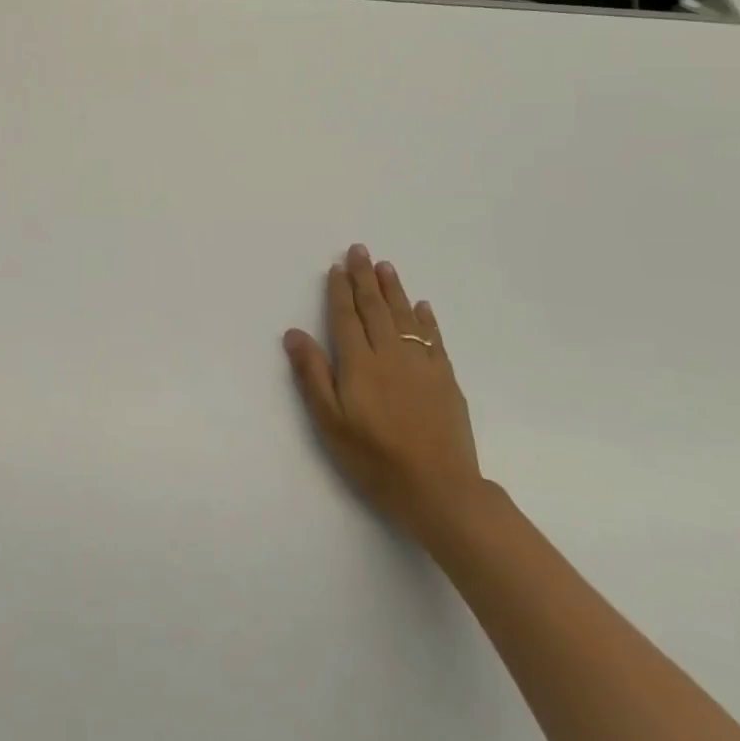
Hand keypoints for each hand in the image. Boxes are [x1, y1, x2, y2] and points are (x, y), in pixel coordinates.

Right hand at [284, 245, 483, 539]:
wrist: (440, 490)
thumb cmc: (375, 459)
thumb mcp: (330, 422)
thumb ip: (312, 375)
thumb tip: (294, 333)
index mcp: (359, 363)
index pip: (346, 316)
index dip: (340, 290)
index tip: (337, 267)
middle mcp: (390, 354)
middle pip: (374, 307)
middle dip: (365, 277)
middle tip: (360, 250)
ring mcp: (421, 364)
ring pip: (404, 316)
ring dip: (393, 289)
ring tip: (386, 266)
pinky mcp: (445, 379)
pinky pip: (432, 338)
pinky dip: (425, 318)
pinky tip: (421, 306)